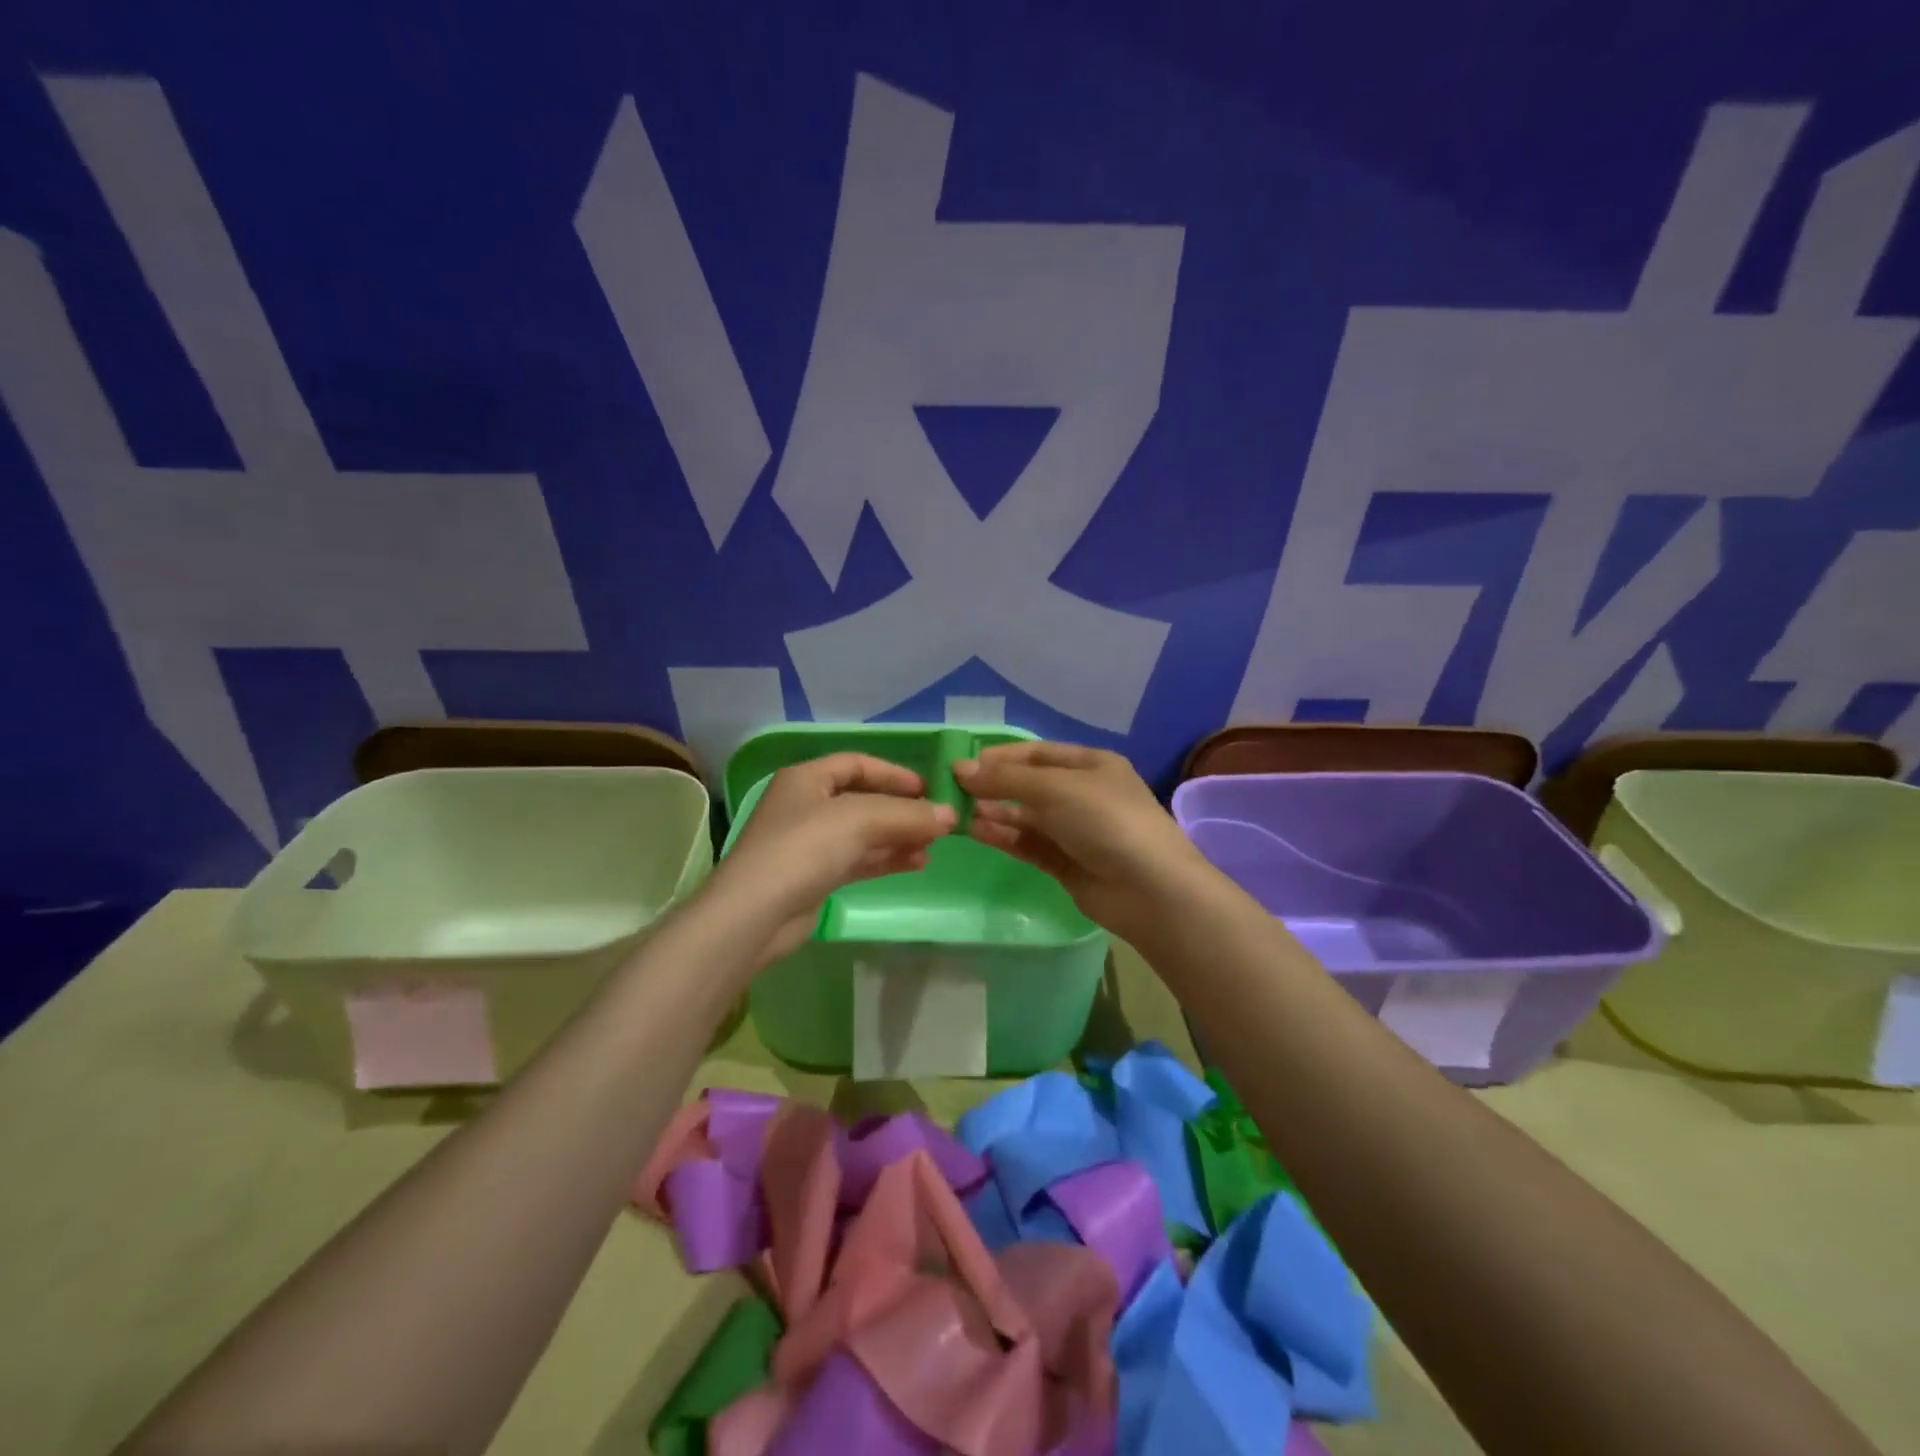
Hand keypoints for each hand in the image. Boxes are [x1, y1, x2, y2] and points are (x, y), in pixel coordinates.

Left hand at [708, 753, 955, 966]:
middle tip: (938, 821)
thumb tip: (950, 815)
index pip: (857, 764)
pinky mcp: (815, 877)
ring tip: (935, 846)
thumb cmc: (804, 848)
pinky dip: (887, 859)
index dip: (894, 773)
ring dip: (899, 836)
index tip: (929, 788)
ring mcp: (809, 843)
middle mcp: (806, 806)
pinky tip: (917, 863)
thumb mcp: (859, 820)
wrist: (755, 914)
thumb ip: (907, 814)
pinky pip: (859, 859)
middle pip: (863, 799)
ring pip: (864, 833)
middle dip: (902, 809)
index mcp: (806, 779)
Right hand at [955, 742, 1209, 942]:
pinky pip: (1029, 844)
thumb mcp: (1056, 788)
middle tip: (953, 791)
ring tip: (959, 812)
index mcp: (1091, 764)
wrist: (1151, 889)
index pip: (1037, 753)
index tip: (963, 765)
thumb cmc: (1107, 821)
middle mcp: (1083, 794)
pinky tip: (977, 832)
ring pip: (1026, 816)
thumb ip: (1006, 779)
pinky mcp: (1067, 864)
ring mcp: (1076, 831)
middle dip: (994, 786)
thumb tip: (960, 768)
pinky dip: (1005, 836)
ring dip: (995, 812)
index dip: (1000, 757)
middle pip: (1030, 784)